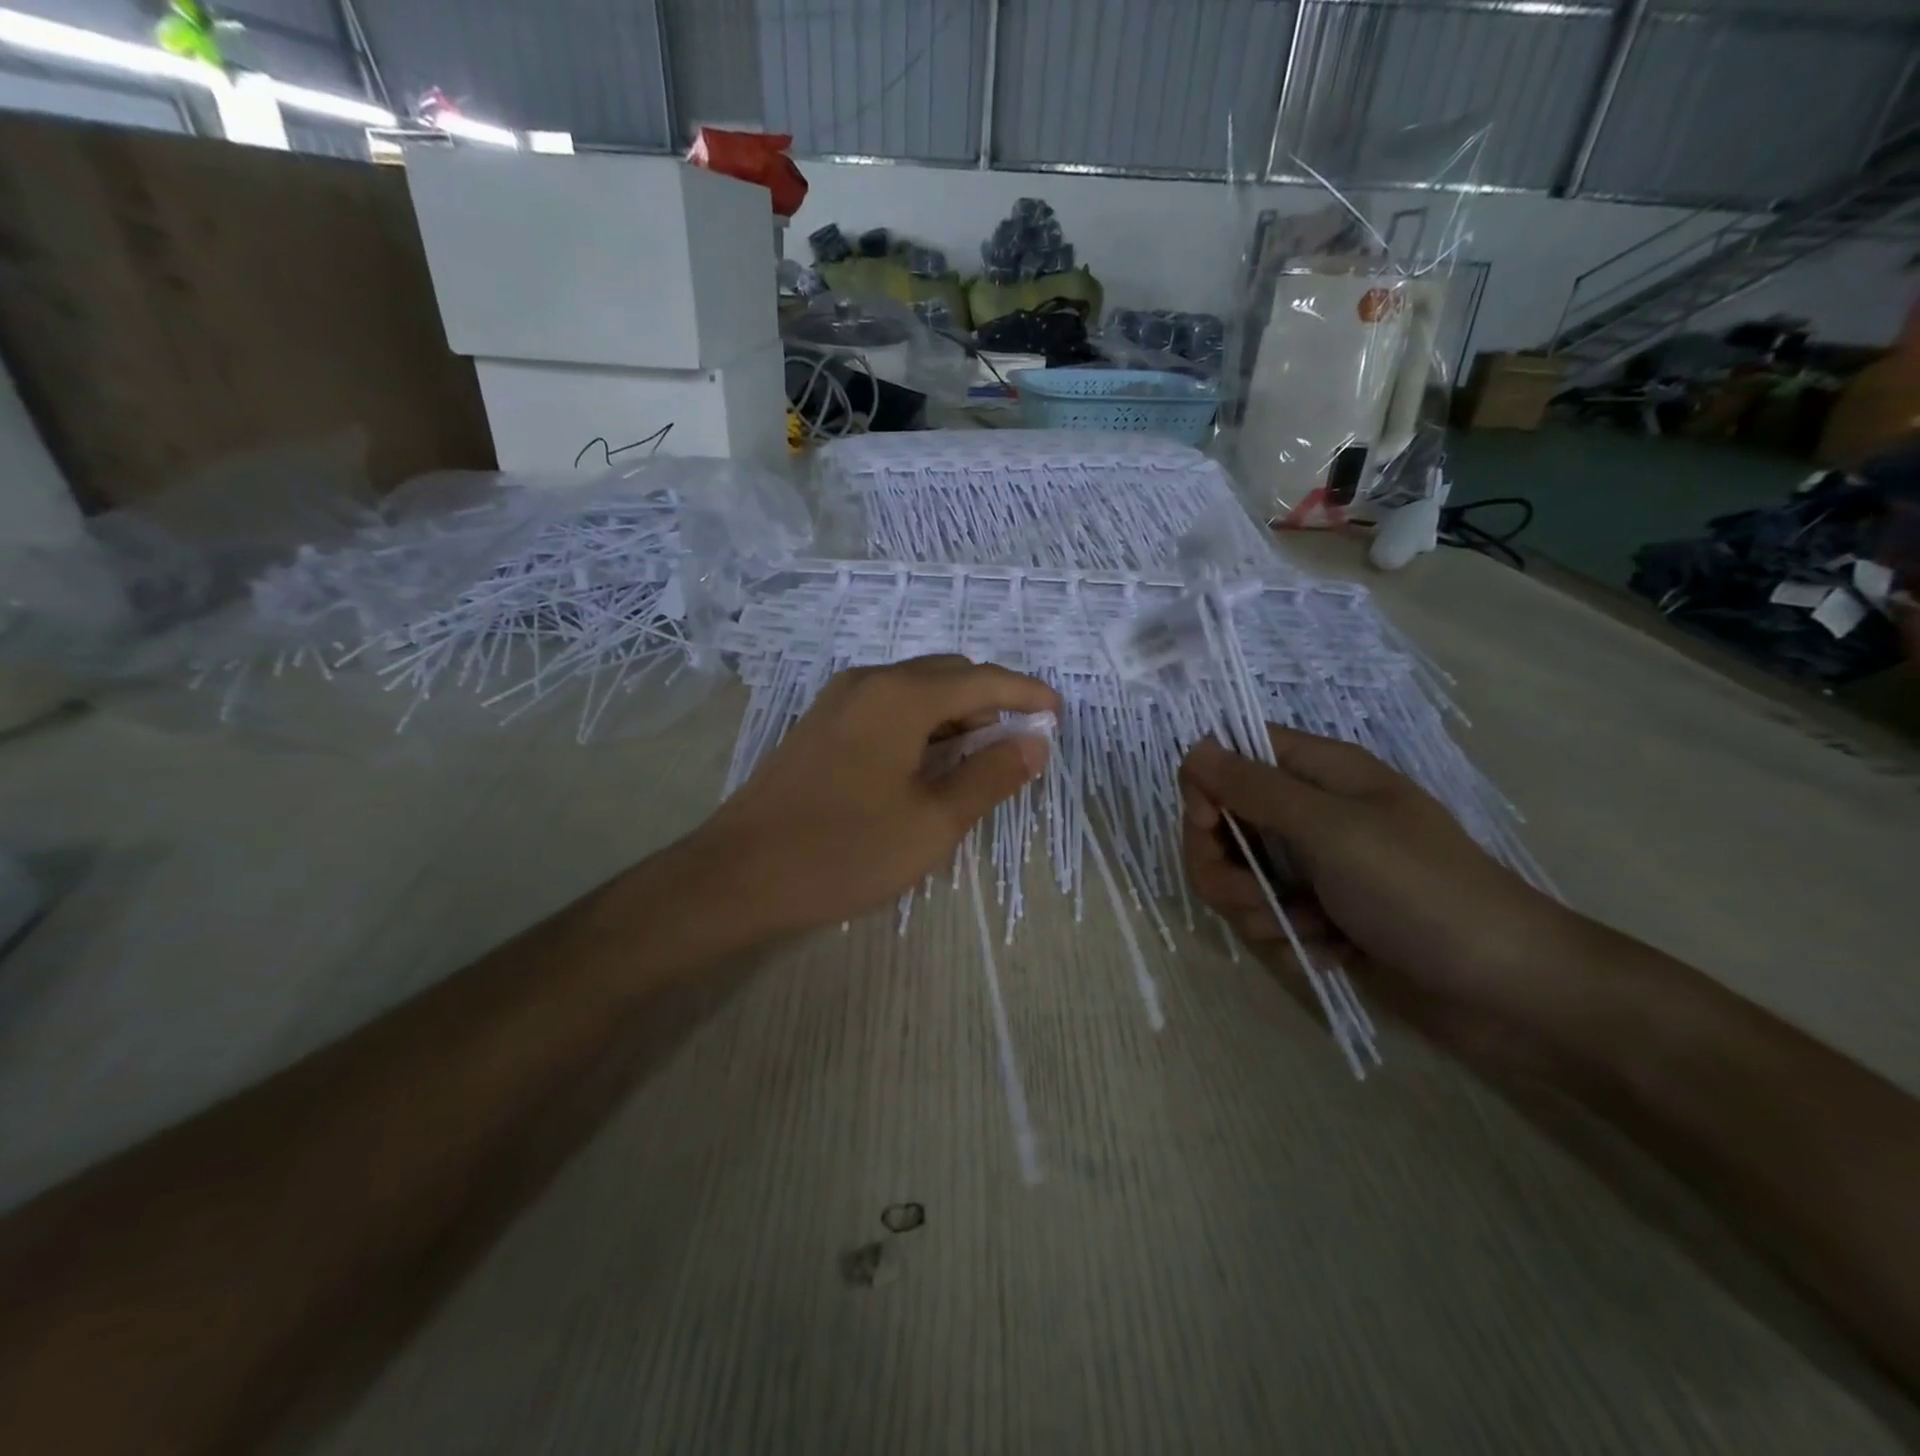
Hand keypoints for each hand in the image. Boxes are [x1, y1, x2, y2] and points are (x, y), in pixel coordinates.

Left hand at [694, 656, 1058, 940]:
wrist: (738, 875)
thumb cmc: (844, 851)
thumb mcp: (932, 822)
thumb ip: (990, 776)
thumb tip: (1034, 743)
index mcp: (900, 696)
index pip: (982, 680)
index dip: (1026, 695)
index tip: (1058, 715)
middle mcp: (869, 682)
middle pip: (948, 676)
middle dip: (992, 703)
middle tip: (1022, 744)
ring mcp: (838, 701)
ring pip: (916, 691)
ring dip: (956, 715)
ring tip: (983, 758)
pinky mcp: (821, 725)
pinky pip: (888, 708)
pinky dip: (922, 725)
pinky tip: (931, 762)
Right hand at [1178, 727, 1584, 1070]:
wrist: (1507, 990)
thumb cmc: (1422, 892)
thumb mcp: (1333, 831)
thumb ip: (1256, 789)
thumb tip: (1194, 748)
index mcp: (1319, 774)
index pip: (1231, 756)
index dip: (1206, 788)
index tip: (1210, 827)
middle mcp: (1309, 815)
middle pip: (1221, 824)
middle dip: (1225, 869)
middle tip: (1258, 900)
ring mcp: (1313, 868)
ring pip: (1237, 879)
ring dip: (1258, 912)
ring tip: (1308, 931)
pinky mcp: (1319, 916)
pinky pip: (1266, 919)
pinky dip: (1289, 939)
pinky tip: (1332, 952)